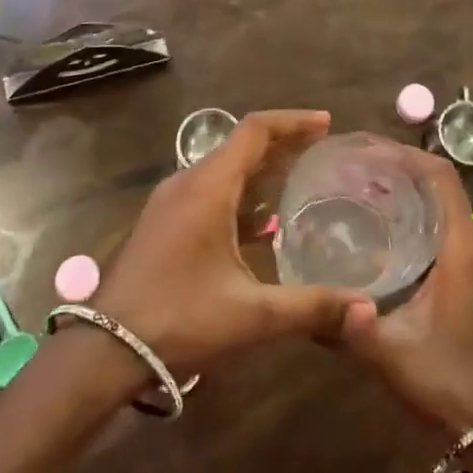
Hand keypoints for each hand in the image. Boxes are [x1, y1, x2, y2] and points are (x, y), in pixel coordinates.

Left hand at [95, 110, 368, 374]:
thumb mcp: (252, 315)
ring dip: (260, 167)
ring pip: (222, 168)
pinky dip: (240, 191)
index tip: (326, 123)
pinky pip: (208, 190)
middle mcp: (187, 183)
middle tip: (321, 150)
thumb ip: (312, 307)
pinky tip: (260, 224)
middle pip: (240, 145)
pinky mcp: (162, 223)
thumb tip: (368, 309)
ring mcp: (169, 203)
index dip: (293, 121)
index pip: (254, 130)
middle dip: (282, 142)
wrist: (103, 351)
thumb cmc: (180, 320)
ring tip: (298, 179)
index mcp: (208, 187)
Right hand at [339, 148, 472, 436]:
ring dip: (412, 197)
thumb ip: (349, 327)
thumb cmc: (450, 384)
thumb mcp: (392, 355)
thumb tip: (306, 304)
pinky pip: (453, 234)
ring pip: (449, 212)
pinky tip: (391, 237)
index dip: (405, 155)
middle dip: (401, 172)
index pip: (441, 178)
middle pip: (443, 189)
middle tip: (356, 170)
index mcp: (465, 251)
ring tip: (366, 195)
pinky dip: (423, 221)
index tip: (366, 149)